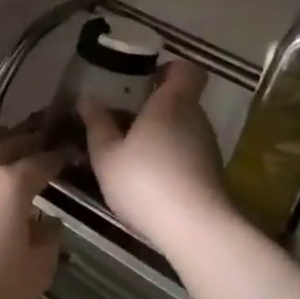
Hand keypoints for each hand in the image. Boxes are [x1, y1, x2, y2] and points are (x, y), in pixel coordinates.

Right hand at [79, 60, 228, 246]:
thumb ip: (97, 123)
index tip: (143, 79)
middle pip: (180, 100)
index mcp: (171, 103)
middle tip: (121, 118)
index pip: (186, 69)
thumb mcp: (106, 154)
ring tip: (128, 152)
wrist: (196, 230)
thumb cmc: (145, 181)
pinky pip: (187, 152)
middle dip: (153, 106)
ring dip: (160, 134)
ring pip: (182, 128)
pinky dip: (169, 157)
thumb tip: (88, 97)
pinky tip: (147, 179)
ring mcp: (207, 147)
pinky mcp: (211, 173)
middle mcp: (195, 118)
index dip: (168, 68)